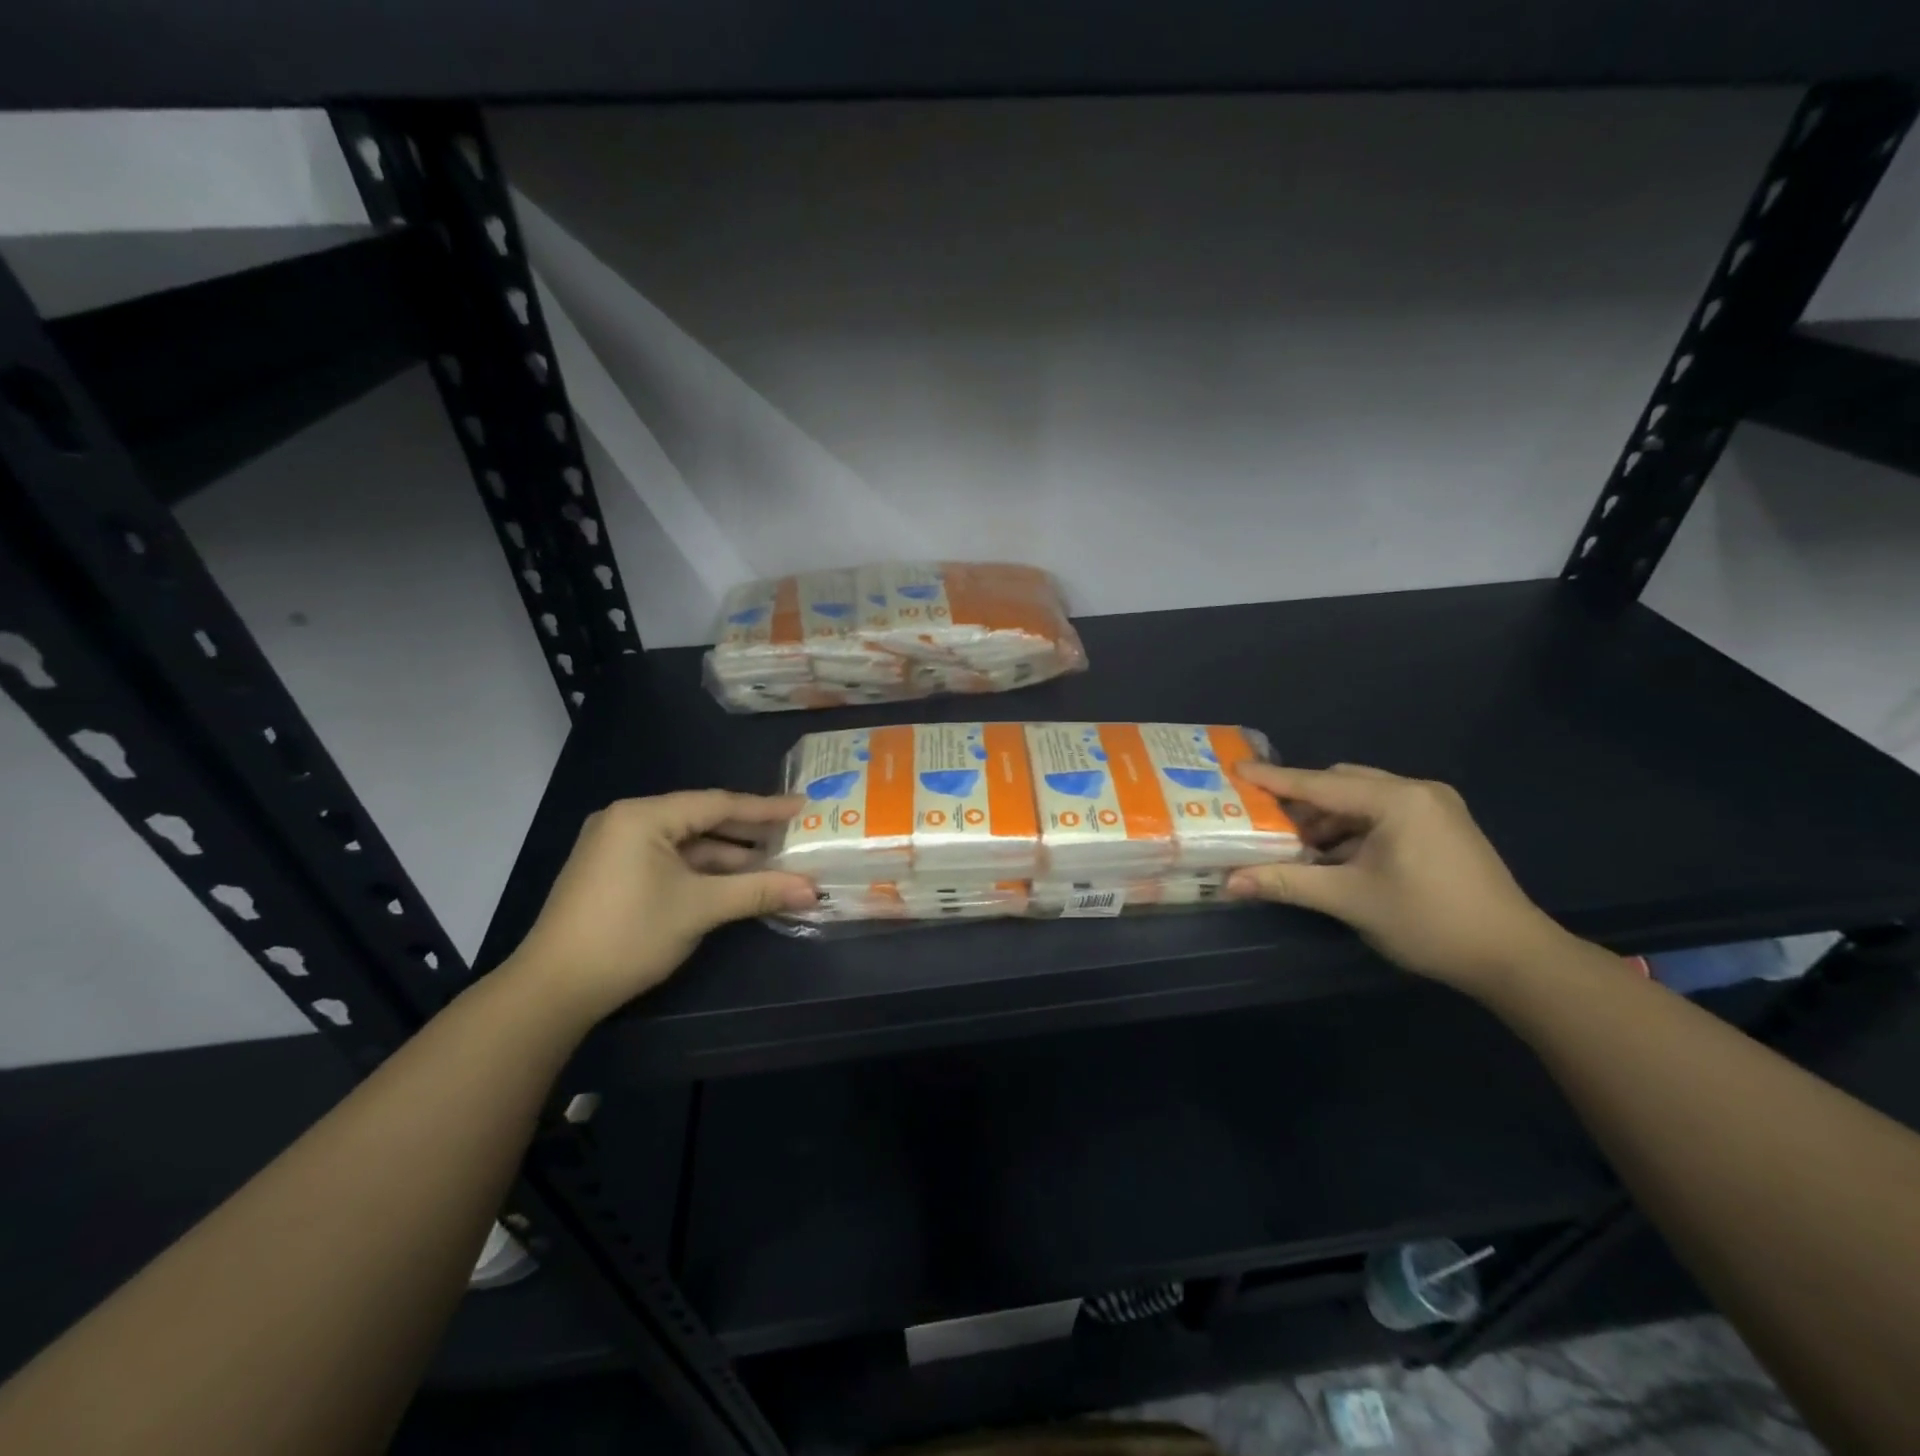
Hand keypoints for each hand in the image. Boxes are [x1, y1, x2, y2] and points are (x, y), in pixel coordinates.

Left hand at [506, 791, 814, 1022]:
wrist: (553, 990)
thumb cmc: (629, 934)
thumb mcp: (700, 908)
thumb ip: (759, 891)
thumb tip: (814, 889)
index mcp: (643, 816)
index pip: (717, 804)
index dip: (764, 808)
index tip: (803, 806)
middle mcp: (628, 821)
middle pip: (702, 820)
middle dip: (749, 833)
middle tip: (794, 834)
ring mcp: (618, 847)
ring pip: (687, 844)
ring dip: (728, 856)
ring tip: (774, 862)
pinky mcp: (615, 873)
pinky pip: (671, 861)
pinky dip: (703, 871)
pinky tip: (735, 881)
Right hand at [1224, 762, 1568, 993]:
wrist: (1514, 957)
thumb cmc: (1429, 921)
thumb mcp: (1350, 900)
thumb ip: (1287, 883)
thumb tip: (1230, 882)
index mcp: (1397, 800)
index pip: (1320, 785)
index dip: (1274, 779)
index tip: (1235, 769)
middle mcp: (1417, 792)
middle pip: (1342, 784)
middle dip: (1302, 803)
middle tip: (1266, 822)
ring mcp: (1435, 808)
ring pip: (1362, 800)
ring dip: (1327, 820)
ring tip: (1298, 847)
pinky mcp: (1443, 827)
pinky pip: (1382, 814)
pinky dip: (1353, 830)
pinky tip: (1335, 857)